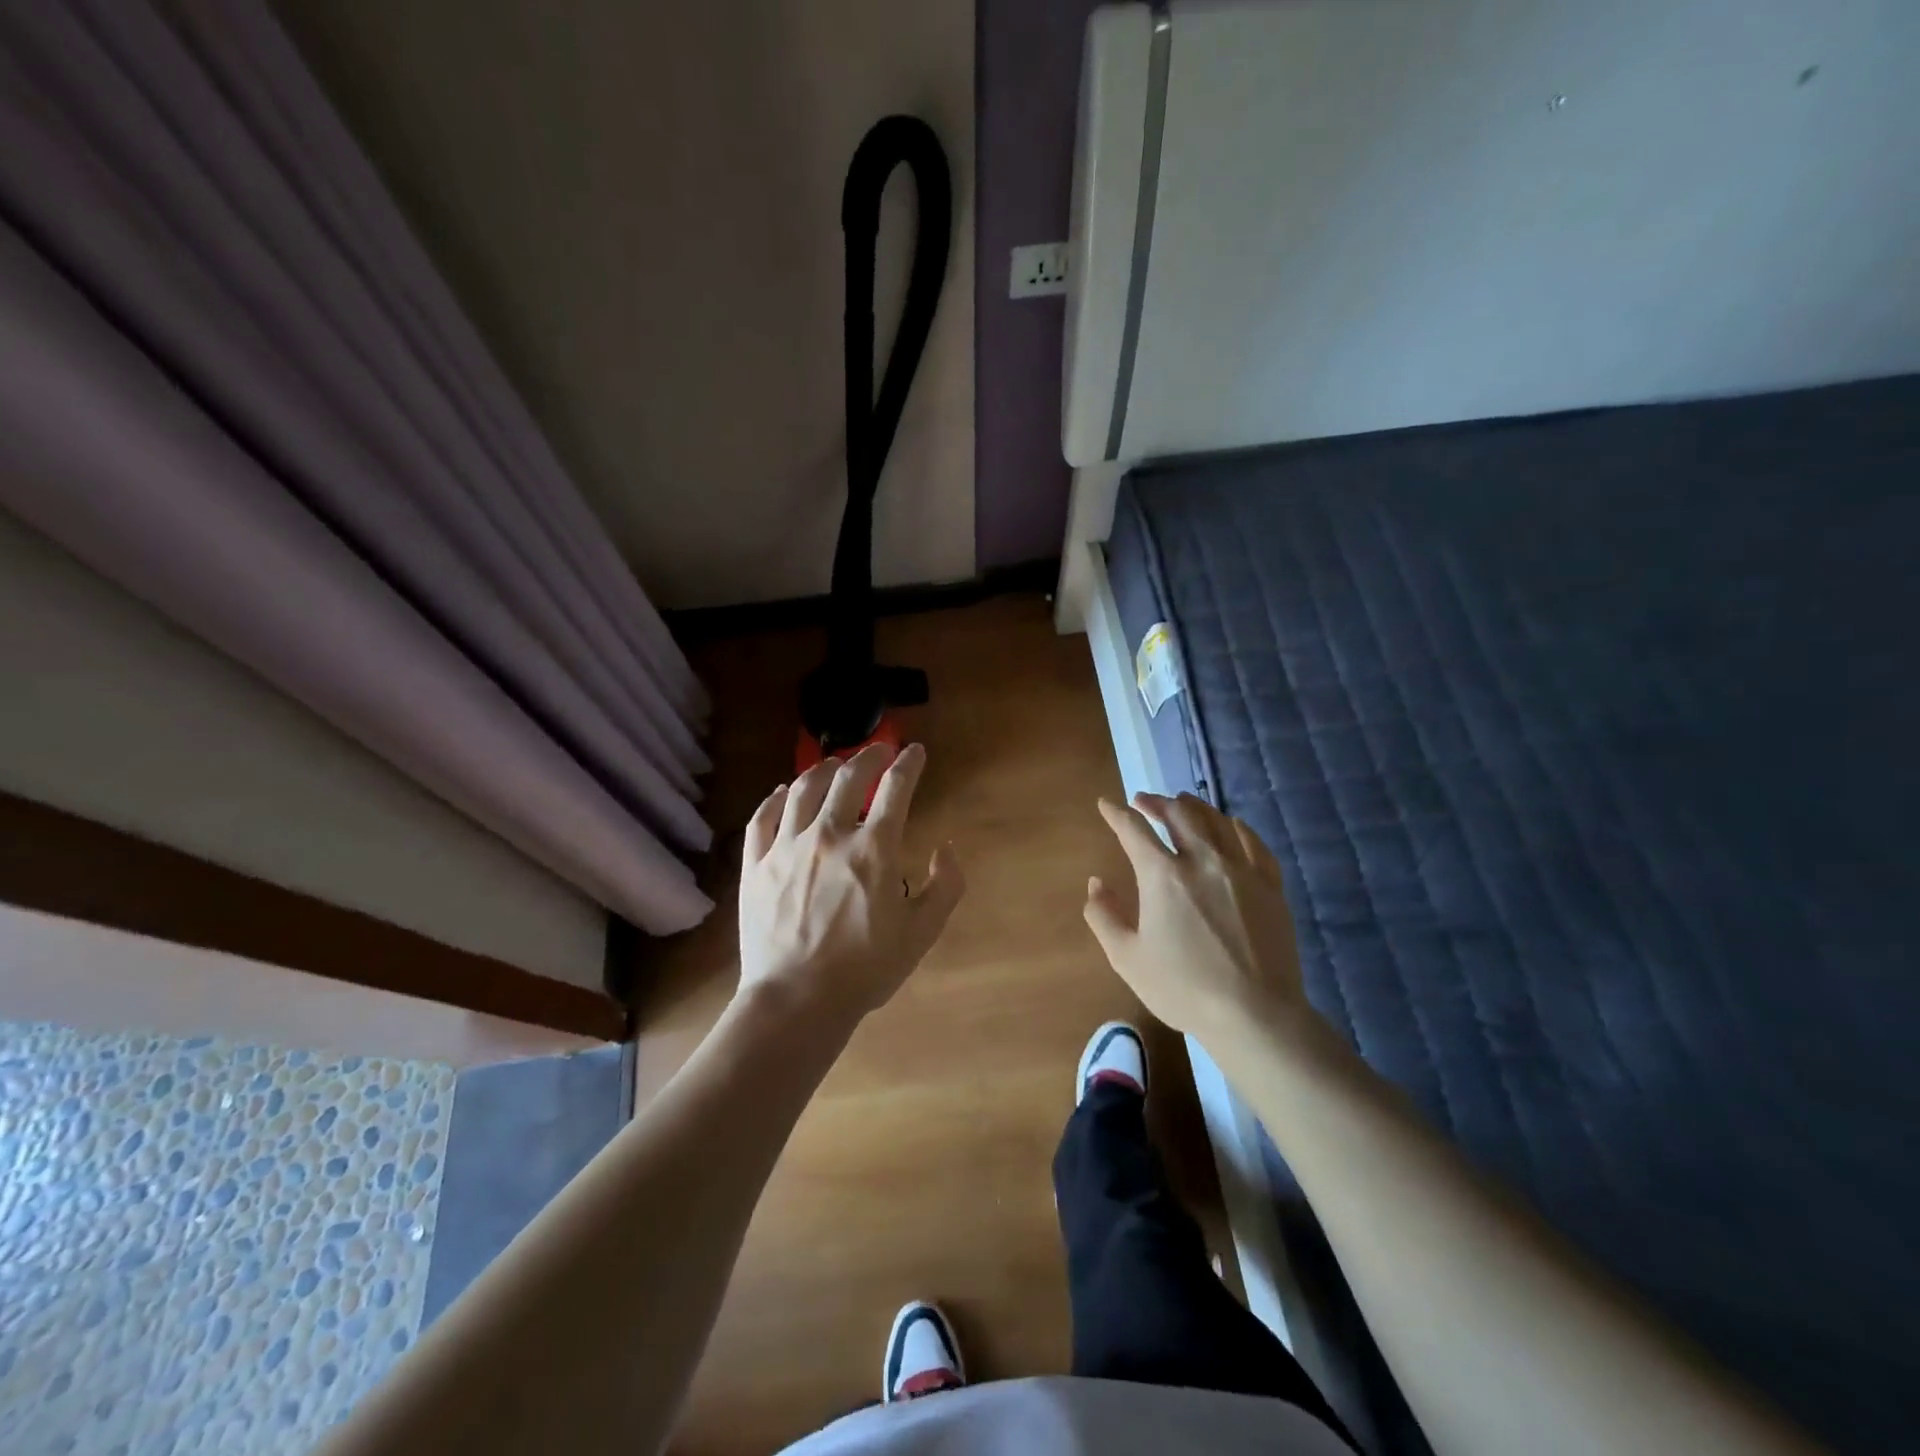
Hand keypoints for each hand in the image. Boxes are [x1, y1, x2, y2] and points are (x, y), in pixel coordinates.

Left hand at [738, 742, 964, 1025]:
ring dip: (823, 768)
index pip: (896, 789)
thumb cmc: (865, 969)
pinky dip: (776, 798)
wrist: (796, 1001)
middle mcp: (829, 836)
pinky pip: (763, 818)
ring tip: (834, 764)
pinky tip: (783, 792)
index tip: (915, 752)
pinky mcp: (756, 865)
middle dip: (869, 756)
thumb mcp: (922, 933)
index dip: (909, 764)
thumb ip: (946, 886)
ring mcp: (786, 847)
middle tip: (879, 750)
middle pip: (849, 777)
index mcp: (873, 849)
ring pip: (803, 789)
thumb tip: (948, 848)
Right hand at [1085, 792, 1327, 1054]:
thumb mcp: (1127, 958)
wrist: (1255, 1014)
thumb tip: (1096, 883)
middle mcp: (1202, 860)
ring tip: (1183, 803)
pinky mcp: (1270, 885)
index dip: (1116, 813)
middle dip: (1156, 802)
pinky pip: (1253, 842)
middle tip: (1144, 801)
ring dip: (1194, 806)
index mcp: (1162, 875)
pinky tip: (1231, 826)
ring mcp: (1241, 869)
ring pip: (1216, 820)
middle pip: (1178, 813)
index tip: (1106, 804)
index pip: (1134, 829)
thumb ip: (1104, 916)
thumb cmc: (1183, 989)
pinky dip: (1236, 827)